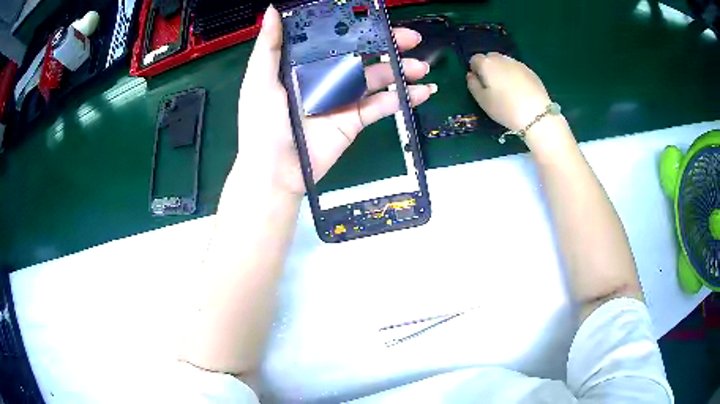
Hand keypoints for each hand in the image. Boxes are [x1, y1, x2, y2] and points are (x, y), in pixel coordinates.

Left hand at [231, 5, 435, 196]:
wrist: (275, 170)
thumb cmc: (261, 123)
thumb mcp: (259, 80)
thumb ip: (269, 46)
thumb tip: (273, 10)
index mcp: (306, 64)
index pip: (337, 39)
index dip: (358, 28)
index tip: (378, 18)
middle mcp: (328, 77)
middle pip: (363, 55)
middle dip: (389, 45)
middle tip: (412, 38)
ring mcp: (344, 99)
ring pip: (378, 78)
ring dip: (402, 71)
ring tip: (420, 67)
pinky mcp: (355, 120)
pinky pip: (383, 105)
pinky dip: (403, 98)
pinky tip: (422, 91)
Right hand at [466, 53, 550, 132]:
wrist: (536, 115)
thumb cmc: (505, 108)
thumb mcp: (482, 101)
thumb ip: (473, 85)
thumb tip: (470, 75)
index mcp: (487, 64)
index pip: (475, 59)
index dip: (475, 69)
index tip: (479, 82)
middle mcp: (501, 59)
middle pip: (490, 57)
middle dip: (489, 66)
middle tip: (493, 84)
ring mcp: (517, 63)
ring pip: (505, 61)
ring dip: (502, 69)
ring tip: (507, 86)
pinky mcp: (530, 71)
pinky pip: (517, 68)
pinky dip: (514, 74)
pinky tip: (519, 89)